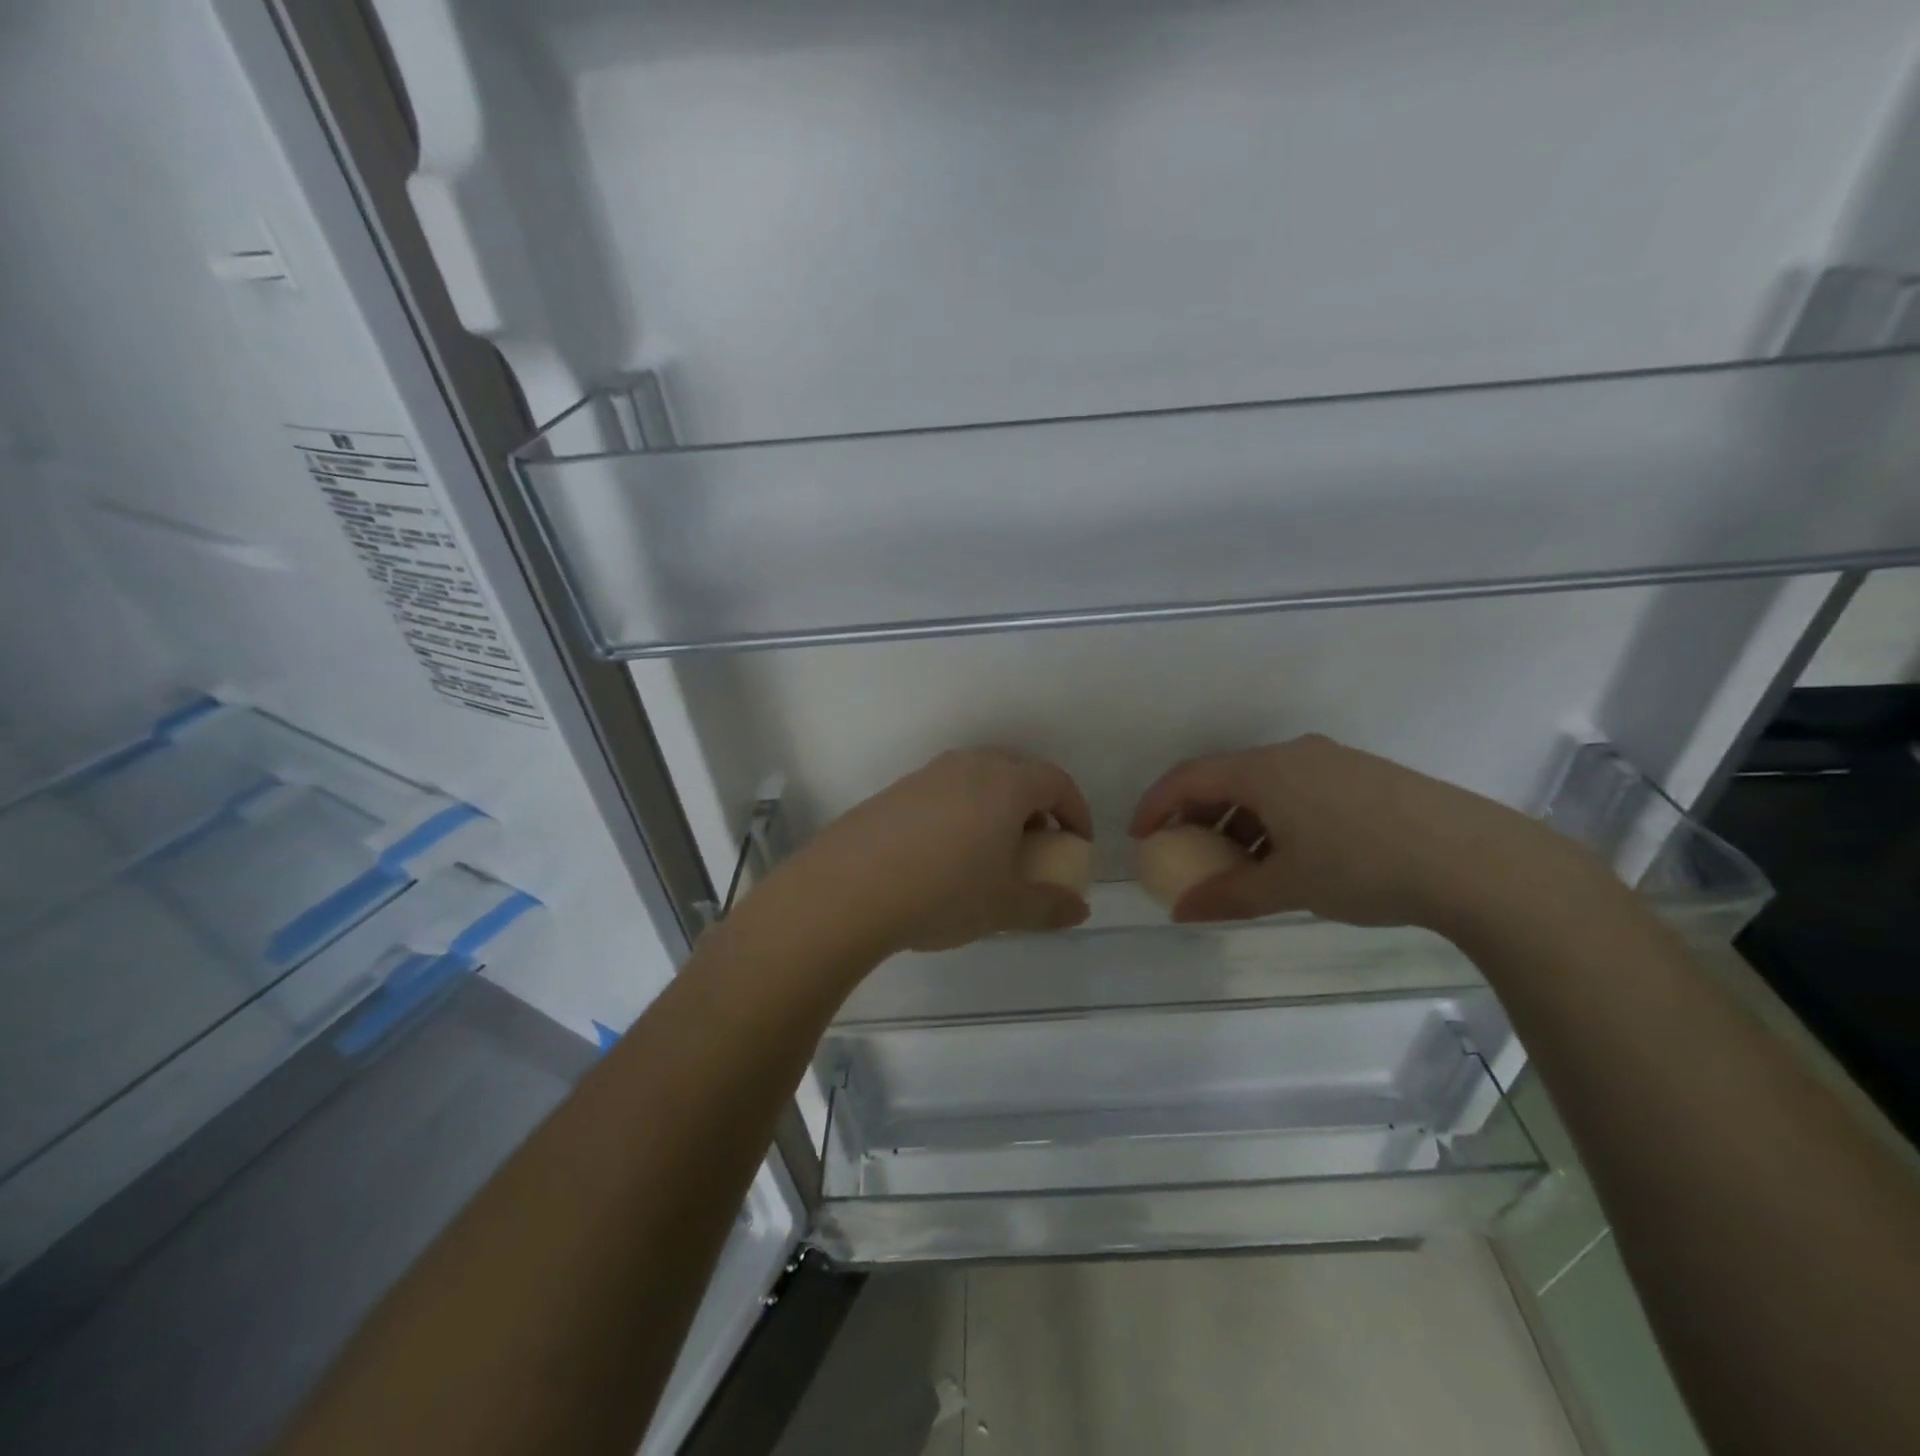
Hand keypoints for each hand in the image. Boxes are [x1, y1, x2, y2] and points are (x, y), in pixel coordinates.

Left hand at [785, 749, 1092, 955]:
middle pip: (1017, 774)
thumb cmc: (943, 892)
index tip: (1077, 843)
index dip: (1075, 811)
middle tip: (1036, 848)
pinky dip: (961, 814)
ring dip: (996, 810)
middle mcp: (969, 766)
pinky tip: (944, 856)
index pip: (1056, 782)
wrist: (848, 888)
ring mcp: (928, 774)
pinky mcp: (896, 790)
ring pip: (978, 781)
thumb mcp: (1003, 908)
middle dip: (1036, 808)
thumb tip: (1079, 908)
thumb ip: (1048, 906)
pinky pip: (945, 793)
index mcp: (1005, 783)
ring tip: (990, 854)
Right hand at [1129, 735, 1594, 932]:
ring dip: (1238, 820)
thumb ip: (1228, 897)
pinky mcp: (1363, 776)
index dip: (1156, 805)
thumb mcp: (1288, 887)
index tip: (1140, 837)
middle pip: (1226, 777)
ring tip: (1239, 863)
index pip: (1190, 777)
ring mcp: (1332, 761)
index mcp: (1265, 770)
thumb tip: (1181, 913)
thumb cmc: (1363, 867)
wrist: (1475, 860)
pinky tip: (1290, 855)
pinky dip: (1274, 818)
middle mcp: (1293, 754)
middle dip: (1197, 815)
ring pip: (1264, 785)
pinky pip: (1297, 789)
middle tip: (1186, 852)